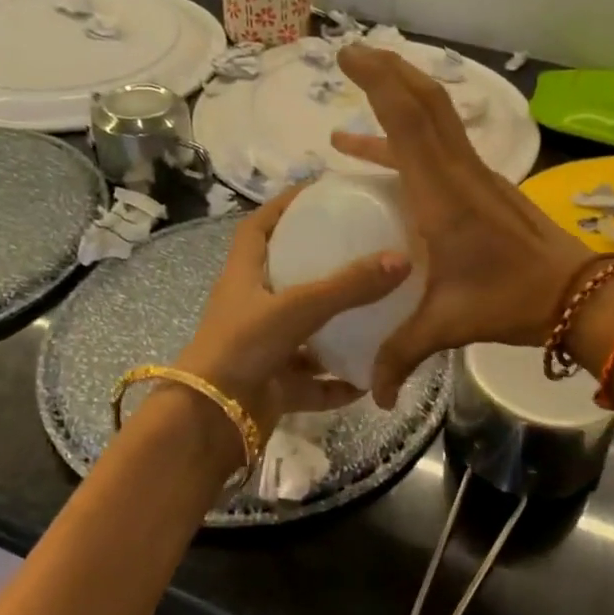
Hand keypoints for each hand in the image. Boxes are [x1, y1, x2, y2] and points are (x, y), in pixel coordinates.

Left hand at [177, 185, 411, 439]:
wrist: (211, 422)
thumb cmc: (244, 346)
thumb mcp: (298, 307)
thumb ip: (349, 286)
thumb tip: (402, 259)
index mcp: (244, 277)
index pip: (258, 228)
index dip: (283, 206)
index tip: (317, 192)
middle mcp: (251, 309)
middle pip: (285, 277)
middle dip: (318, 264)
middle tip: (360, 249)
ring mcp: (262, 349)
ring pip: (304, 332)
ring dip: (335, 328)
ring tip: (375, 313)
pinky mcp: (273, 386)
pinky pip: (313, 380)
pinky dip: (337, 382)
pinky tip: (369, 379)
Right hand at [331, 45, 597, 406]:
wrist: (580, 296)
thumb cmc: (512, 302)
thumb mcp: (448, 325)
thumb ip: (402, 354)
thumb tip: (373, 395)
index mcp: (442, 196)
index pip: (409, 122)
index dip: (379, 82)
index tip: (350, 56)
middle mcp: (459, 173)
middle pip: (426, 102)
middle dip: (388, 70)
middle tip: (353, 54)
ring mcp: (476, 175)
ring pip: (438, 116)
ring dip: (403, 94)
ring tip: (365, 85)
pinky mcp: (486, 185)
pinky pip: (443, 144)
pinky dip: (410, 135)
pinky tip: (382, 153)